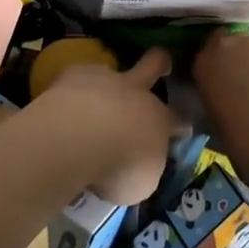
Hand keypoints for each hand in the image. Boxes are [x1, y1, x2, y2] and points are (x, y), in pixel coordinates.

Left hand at [28, 47, 185, 204]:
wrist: (78, 137)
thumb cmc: (117, 168)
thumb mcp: (141, 184)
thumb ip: (145, 167)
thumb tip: (139, 164)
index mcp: (158, 121)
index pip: (178, 121)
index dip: (181, 126)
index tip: (183, 130)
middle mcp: (136, 92)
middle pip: (154, 66)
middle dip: (161, 63)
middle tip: (163, 64)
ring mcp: (105, 78)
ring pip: (112, 71)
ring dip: (107, 85)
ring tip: (93, 102)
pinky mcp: (74, 74)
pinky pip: (79, 79)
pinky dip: (75, 92)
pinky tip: (66, 105)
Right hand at [194, 31, 248, 184]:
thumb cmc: (239, 138)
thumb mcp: (212, 116)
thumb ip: (216, 94)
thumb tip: (226, 95)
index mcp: (206, 60)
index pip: (210, 50)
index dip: (221, 64)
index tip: (227, 80)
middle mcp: (232, 43)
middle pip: (238, 44)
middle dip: (244, 60)